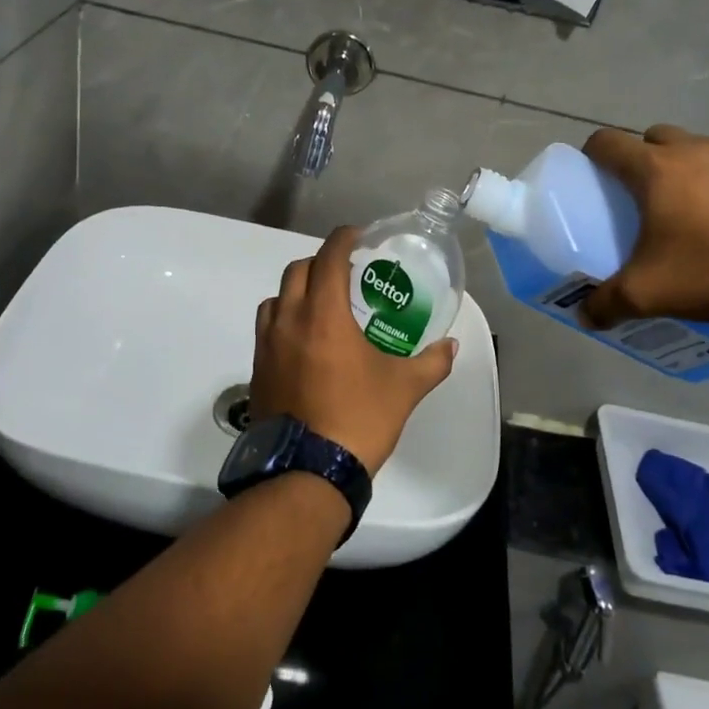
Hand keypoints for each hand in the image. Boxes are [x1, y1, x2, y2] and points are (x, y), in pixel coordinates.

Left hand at [250, 227, 457, 474]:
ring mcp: (267, 345)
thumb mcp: (404, 388)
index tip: (359, 236)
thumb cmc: (359, 419)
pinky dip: (284, 318)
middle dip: (321, 262)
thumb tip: (450, 346)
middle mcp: (289, 321)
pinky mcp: (258, 369)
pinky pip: (267, 327)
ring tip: (323, 304)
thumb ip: (431, 362)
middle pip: (298, 270)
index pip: (328, 258)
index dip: (343, 239)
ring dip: (298, 290)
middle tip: (346, 273)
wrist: (308, 472)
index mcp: (323, 315)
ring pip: (276, 298)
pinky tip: (305, 340)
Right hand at [581, 125, 708, 326]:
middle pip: (655, 138)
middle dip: (644, 158)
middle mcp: (695, 151)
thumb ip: (608, 303)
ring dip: (690, 170)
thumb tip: (585, 315)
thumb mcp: (649, 294)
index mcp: (655, 170)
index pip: (607, 142)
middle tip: (645, 197)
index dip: (592, 154)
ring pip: (701, 150)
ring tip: (698, 211)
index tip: (592, 175)